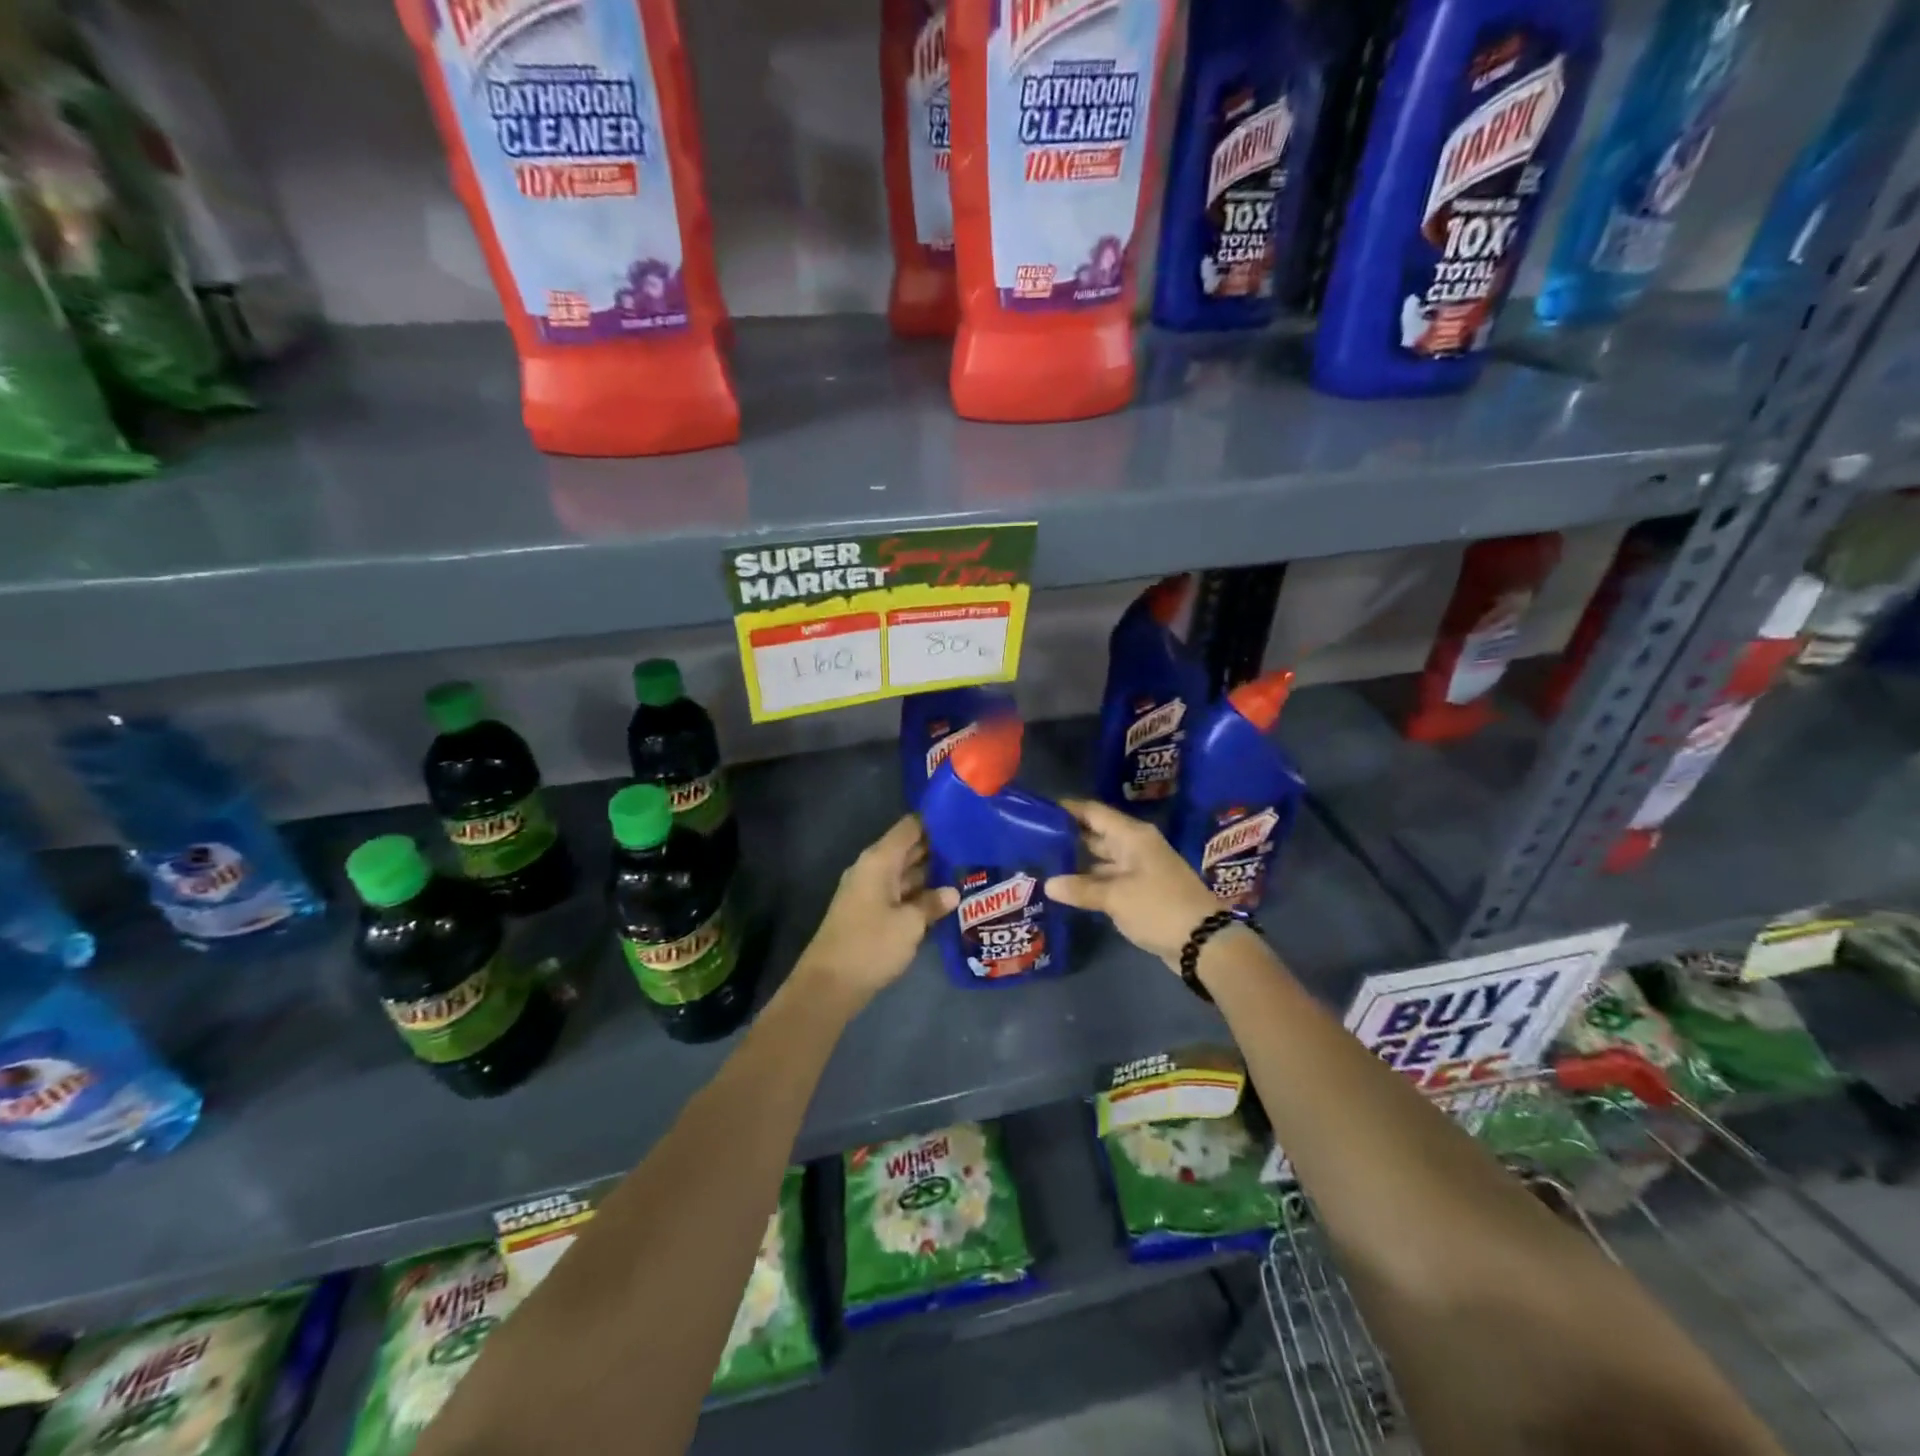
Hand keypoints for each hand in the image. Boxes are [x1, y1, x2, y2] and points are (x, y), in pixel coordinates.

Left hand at [796, 815, 957, 1005]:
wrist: (830, 985)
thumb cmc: (871, 945)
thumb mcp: (909, 924)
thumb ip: (932, 903)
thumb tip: (952, 892)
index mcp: (879, 861)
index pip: (909, 828)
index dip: (934, 822)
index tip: (964, 821)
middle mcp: (873, 870)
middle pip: (908, 849)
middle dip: (938, 849)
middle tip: (973, 849)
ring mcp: (869, 892)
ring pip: (905, 874)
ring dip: (931, 874)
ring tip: (966, 872)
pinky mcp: (870, 913)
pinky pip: (899, 894)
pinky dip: (919, 895)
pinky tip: (943, 901)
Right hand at [1045, 799, 1223, 967]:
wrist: (1204, 942)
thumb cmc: (1159, 908)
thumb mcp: (1116, 898)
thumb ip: (1081, 889)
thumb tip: (1048, 884)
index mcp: (1132, 836)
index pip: (1093, 812)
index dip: (1067, 809)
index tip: (1038, 811)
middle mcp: (1135, 846)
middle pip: (1096, 834)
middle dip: (1068, 837)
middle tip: (1033, 840)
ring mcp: (1139, 869)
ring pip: (1101, 859)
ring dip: (1077, 863)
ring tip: (1043, 864)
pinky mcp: (1141, 890)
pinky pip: (1109, 879)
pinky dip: (1090, 882)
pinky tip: (1067, 889)